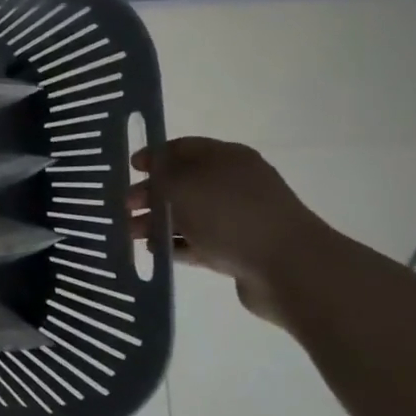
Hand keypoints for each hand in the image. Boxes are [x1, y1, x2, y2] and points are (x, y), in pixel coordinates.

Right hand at [128, 137, 335, 327]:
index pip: (182, 148)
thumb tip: (152, 179)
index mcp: (226, 157)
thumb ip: (160, 178)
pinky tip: (156, 251)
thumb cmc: (231, 215)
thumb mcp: (183, 186)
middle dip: (151, 194)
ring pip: (189, 214)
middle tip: (125, 207)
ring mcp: (239, 217)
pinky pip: (200, 242)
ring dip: (159, 222)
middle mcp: (234, 183)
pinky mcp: (240, 249)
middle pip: (183, 183)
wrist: (290, 268)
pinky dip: (177, 245)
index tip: (130, 169)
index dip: (153, 156)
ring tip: (131, 235)